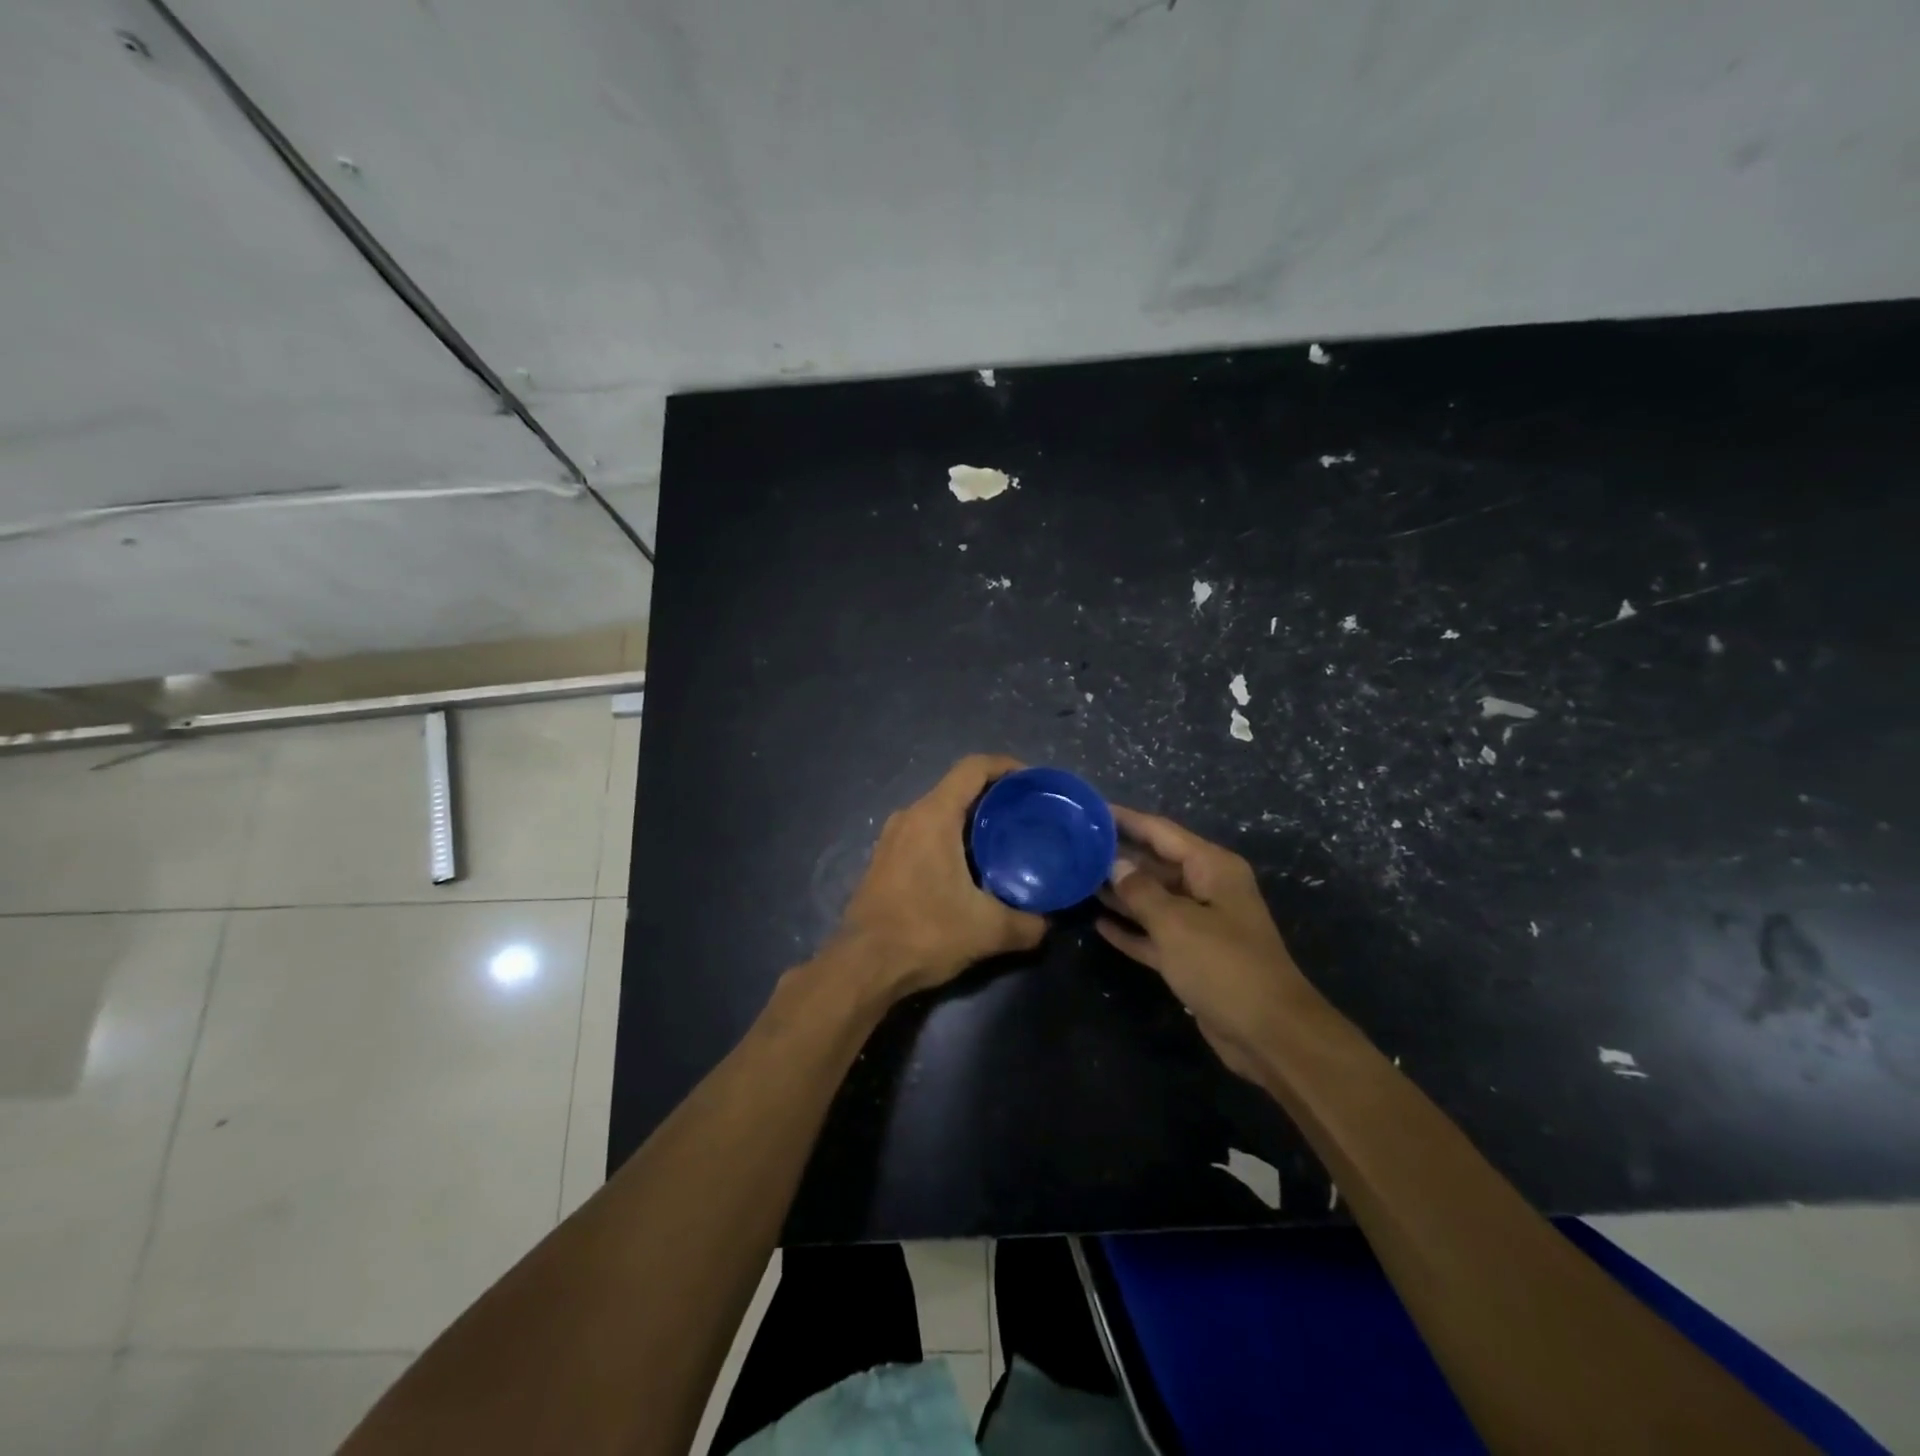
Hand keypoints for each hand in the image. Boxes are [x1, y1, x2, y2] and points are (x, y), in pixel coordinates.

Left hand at [837, 755, 1046, 997]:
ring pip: (938, 812)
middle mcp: (910, 816)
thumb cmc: (925, 933)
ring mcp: (891, 838)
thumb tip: (1048, 923)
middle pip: (957, 788)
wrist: (863, 966)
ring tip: (1003, 840)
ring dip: (970, 819)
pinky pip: (924, 833)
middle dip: (993, 796)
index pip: (972, 768)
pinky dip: (950, 838)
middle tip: (1025, 815)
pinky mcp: (884, 860)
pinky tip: (969, 868)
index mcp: (934, 816)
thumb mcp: (988, 930)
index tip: (1032, 781)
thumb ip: (1027, 924)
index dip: (1005, 765)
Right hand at [1097, 806, 1316, 1081]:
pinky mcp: (1192, 957)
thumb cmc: (1224, 966)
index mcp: (1212, 868)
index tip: (1090, 810)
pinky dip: (1131, 928)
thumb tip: (1114, 864)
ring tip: (1078, 879)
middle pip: (1156, 864)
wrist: (1269, 1034)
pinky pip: (1155, 934)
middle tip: (1074, 846)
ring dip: (1120, 892)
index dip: (1126, 819)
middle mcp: (1207, 889)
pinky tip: (1099, 923)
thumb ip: (1141, 891)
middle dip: (1118, 856)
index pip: (1161, 832)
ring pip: (1152, 899)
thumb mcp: (1176, 923)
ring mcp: (1200, 924)